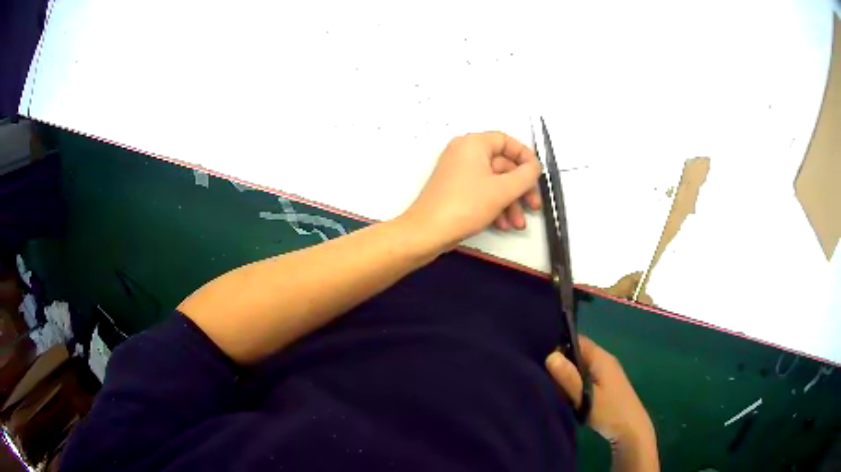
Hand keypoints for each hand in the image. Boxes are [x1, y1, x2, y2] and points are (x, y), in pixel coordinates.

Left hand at [400, 132, 540, 251]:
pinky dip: (495, 206)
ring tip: (518, 223)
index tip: (537, 174)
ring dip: (510, 203)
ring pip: (494, 182)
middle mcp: (464, 153)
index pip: (506, 141)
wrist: (427, 232)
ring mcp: (459, 172)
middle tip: (533, 205)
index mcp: (473, 144)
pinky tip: (504, 224)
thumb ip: (526, 175)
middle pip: (503, 165)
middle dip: (520, 188)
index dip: (525, 156)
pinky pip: (482, 192)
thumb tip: (535, 167)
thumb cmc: (465, 205)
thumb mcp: (503, 190)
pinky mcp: (455, 190)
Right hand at [546, 336, 658, 470]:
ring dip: (569, 377)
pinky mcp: (606, 385)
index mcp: (601, 358)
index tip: (543, 361)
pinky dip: (576, 385)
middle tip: (548, 380)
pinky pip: (586, 378)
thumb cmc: (609, 411)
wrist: (631, 429)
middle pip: (578, 354)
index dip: (560, 346)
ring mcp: (607, 373)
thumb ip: (568, 377)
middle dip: (563, 365)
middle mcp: (605, 361)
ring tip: (557, 391)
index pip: (577, 340)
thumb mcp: (585, 396)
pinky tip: (569, 398)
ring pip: (581, 368)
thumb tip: (550, 355)